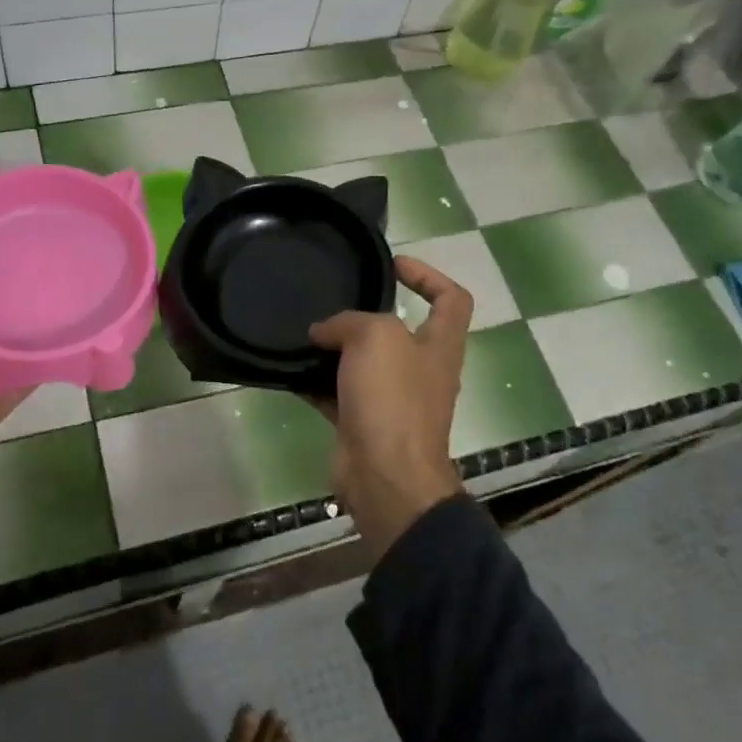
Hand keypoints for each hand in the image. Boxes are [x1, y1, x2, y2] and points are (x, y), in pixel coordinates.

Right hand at [308, 256, 470, 560]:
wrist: (385, 477)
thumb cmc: (393, 399)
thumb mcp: (376, 338)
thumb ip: (349, 321)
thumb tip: (324, 332)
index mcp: (440, 345)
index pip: (451, 299)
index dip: (428, 275)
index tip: (392, 264)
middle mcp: (421, 370)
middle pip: (400, 330)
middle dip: (367, 313)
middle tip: (334, 298)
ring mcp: (393, 399)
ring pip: (364, 362)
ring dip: (336, 347)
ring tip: (305, 329)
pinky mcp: (363, 423)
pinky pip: (336, 393)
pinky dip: (315, 381)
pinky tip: (289, 368)